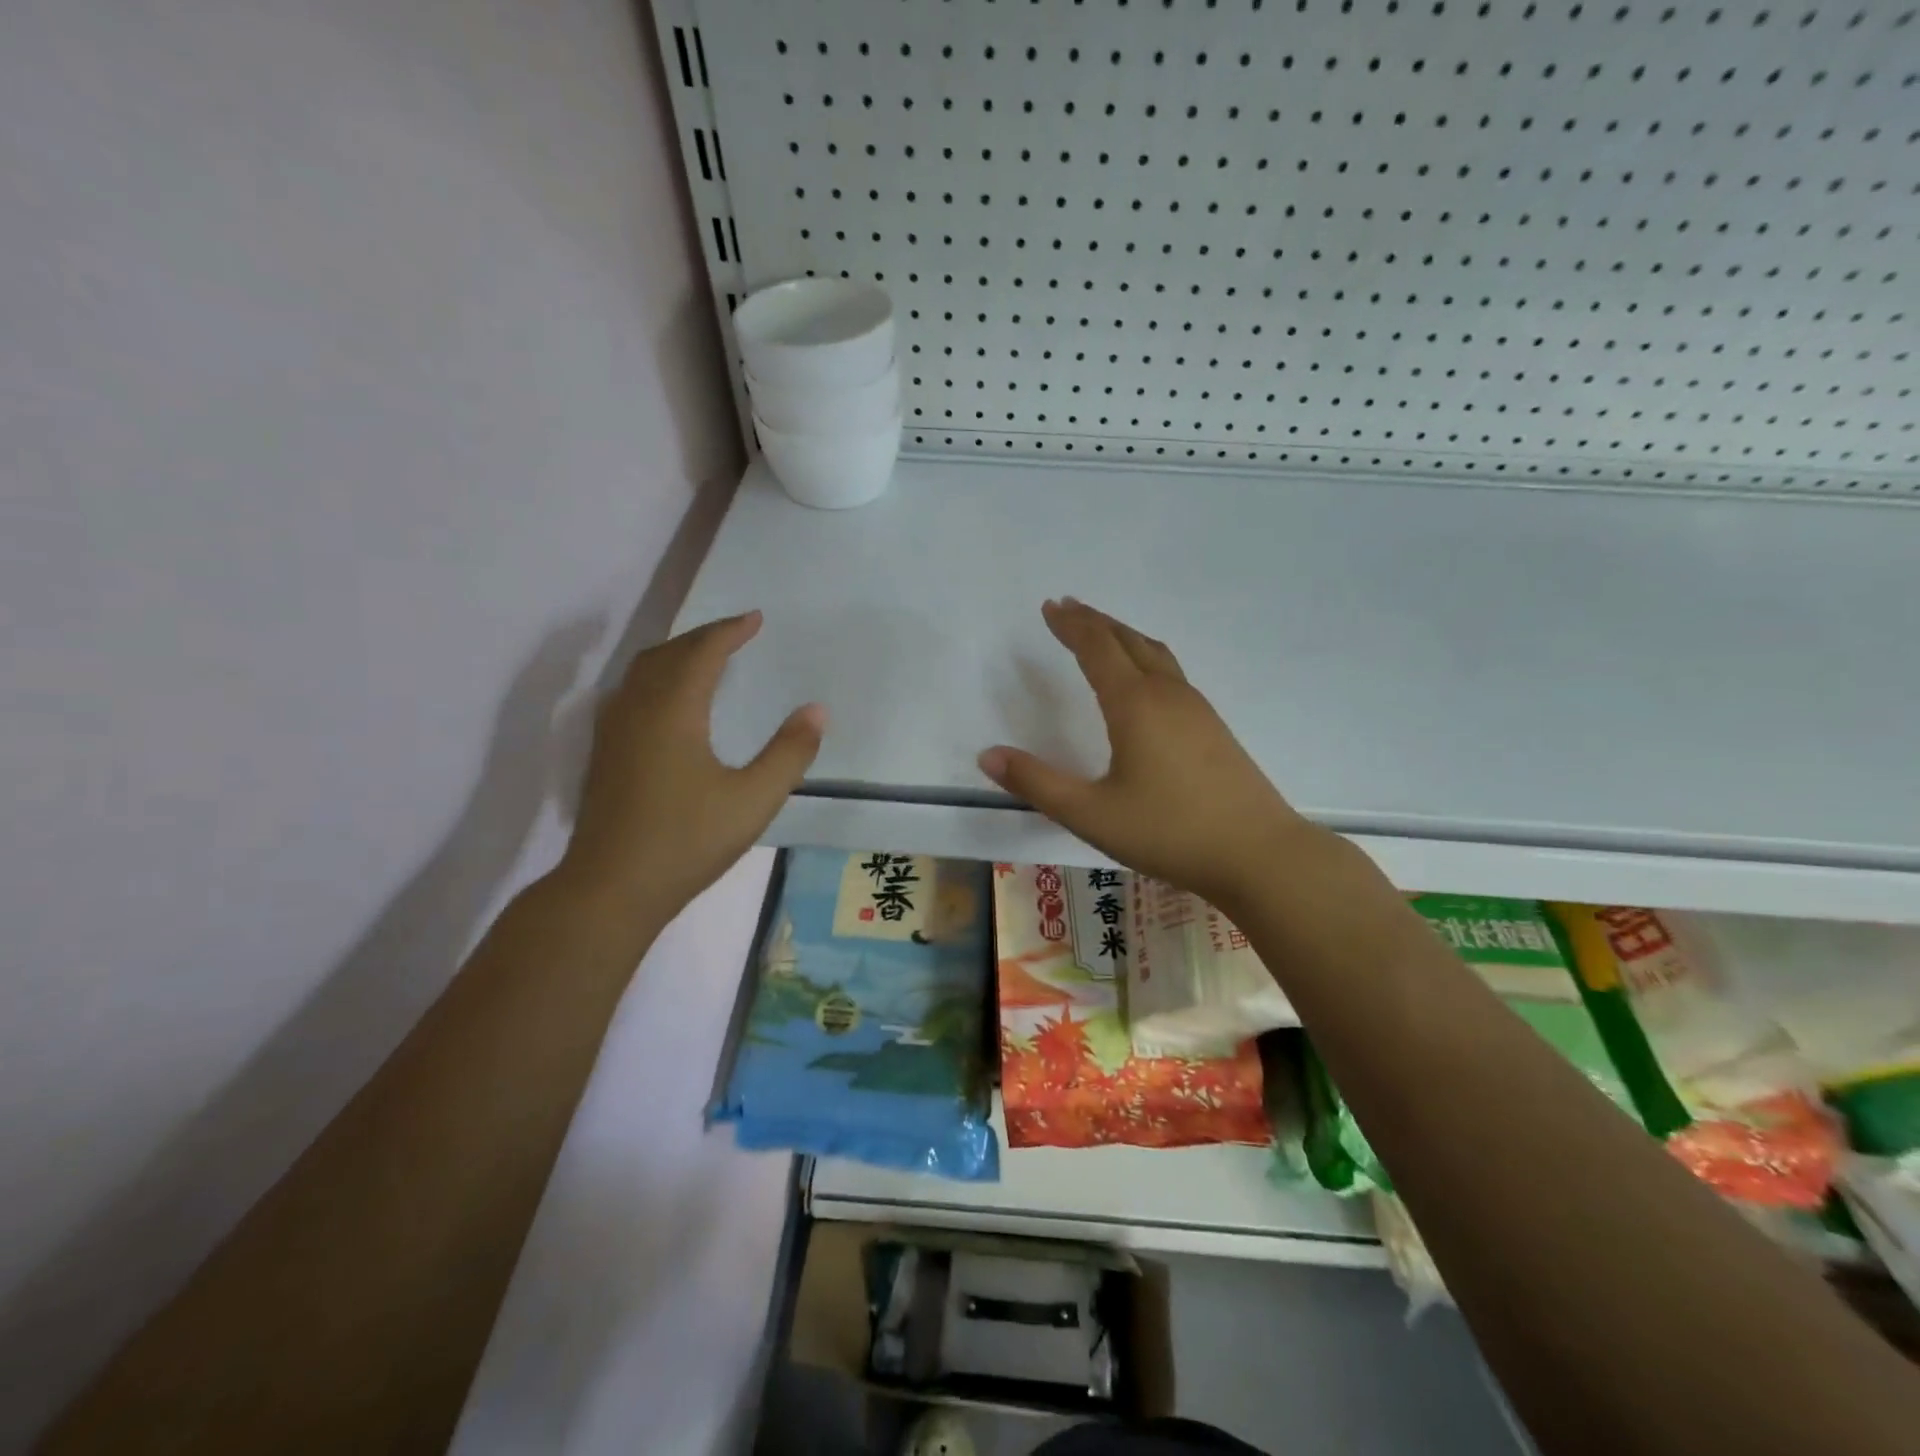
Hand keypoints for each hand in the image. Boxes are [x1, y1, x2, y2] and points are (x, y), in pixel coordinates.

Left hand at [560, 611, 823, 923]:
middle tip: (736, 632)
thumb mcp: (754, 799)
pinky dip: (657, 677)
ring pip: (643, 671)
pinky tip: (670, 701)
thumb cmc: (688, 841)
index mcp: (673, 711)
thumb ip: (789, 752)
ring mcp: (614, 730)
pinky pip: (631, 691)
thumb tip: (817, 711)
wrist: (611, 887)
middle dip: (704, 636)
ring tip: (706, 657)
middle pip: (668, 653)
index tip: (755, 618)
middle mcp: (637, 708)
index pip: (702, 652)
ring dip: (677, 654)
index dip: (730, 630)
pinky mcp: (605, 753)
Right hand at [978, 599, 1322, 909]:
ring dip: (1123, 636)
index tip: (1050, 607)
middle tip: (1068, 608)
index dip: (1071, 625)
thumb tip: (987, 755)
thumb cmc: (1169, 831)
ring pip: (1154, 654)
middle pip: (1128, 640)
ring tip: (1102, 632)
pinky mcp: (1213, 728)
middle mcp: (1167, 694)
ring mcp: (1196, 709)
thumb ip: (1037, 783)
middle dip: (1095, 621)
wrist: (1259, 854)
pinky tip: (1144, 681)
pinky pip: (1171, 673)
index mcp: (1135, 704)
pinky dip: (1145, 657)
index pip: (1097, 648)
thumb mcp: (1090, 814)